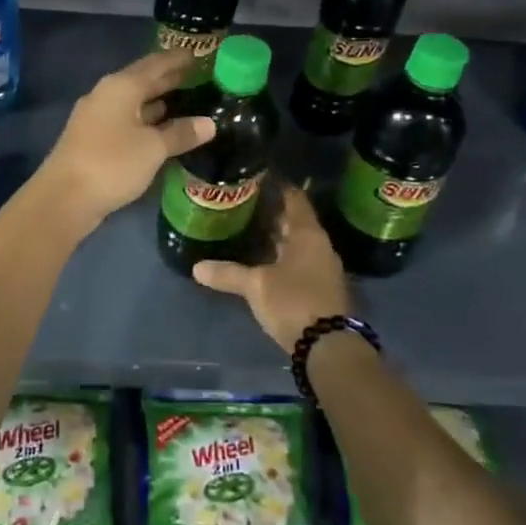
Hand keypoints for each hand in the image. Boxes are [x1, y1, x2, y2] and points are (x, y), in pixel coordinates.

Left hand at [32, 48, 215, 233]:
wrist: (64, 198)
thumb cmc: (112, 164)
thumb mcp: (153, 148)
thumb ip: (181, 133)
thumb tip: (209, 123)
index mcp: (121, 86)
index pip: (156, 64)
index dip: (179, 59)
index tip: (201, 54)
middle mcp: (107, 94)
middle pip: (143, 81)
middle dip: (170, 79)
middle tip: (201, 78)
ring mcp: (97, 117)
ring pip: (134, 103)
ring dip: (159, 101)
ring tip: (188, 102)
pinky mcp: (93, 139)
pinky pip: (127, 121)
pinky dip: (147, 121)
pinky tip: (163, 130)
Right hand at [193, 184, 350, 352]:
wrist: (329, 347)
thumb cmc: (294, 302)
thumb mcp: (256, 286)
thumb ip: (227, 273)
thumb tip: (196, 267)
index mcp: (308, 234)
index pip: (294, 199)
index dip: (278, 187)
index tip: (258, 177)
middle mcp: (320, 246)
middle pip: (296, 221)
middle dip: (272, 213)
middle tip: (244, 204)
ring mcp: (323, 268)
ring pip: (298, 244)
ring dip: (277, 237)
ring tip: (249, 230)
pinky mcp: (321, 288)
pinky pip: (299, 262)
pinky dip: (282, 257)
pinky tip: (262, 261)